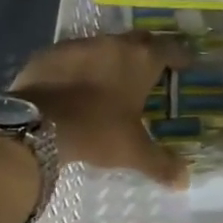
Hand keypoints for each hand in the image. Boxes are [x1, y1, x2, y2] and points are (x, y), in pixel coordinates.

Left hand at [11, 32, 192, 185]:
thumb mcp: (133, 151)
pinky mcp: (50, 53)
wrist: (37, 125)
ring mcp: (79, 45)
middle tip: (152, 71)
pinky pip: (74, 56)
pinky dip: (81, 67)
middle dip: (148, 52)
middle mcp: (113, 44)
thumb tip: (184, 182)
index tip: (185, 64)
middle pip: (139, 40)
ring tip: (113, 80)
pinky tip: (77, 86)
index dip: (180, 56)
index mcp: (141, 60)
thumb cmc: (96, 131)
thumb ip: (161, 163)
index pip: (170, 48)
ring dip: (112, 59)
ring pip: (104, 46)